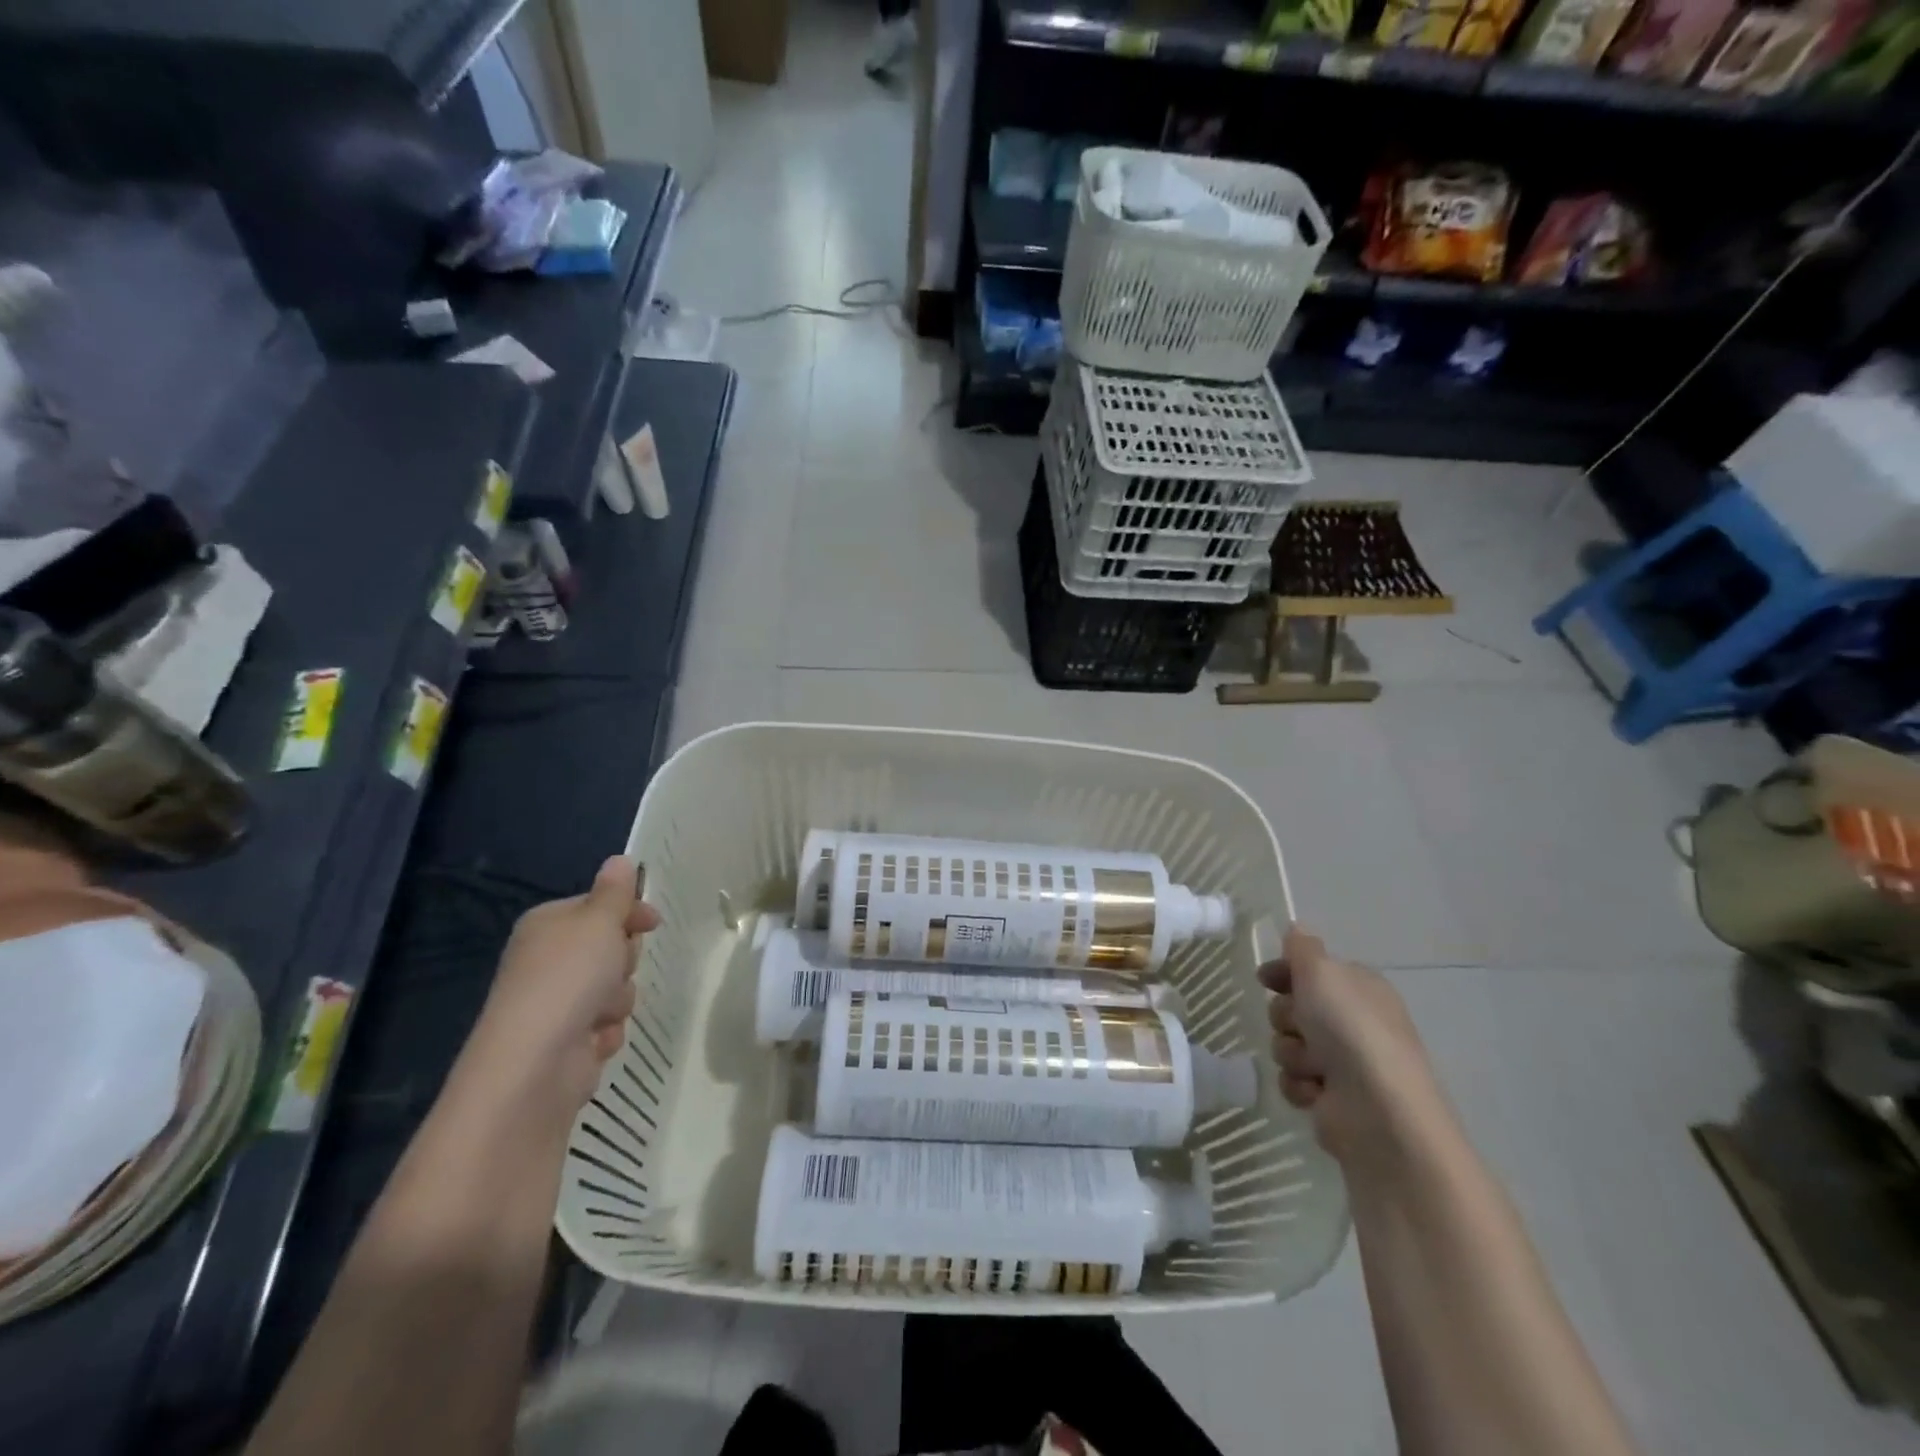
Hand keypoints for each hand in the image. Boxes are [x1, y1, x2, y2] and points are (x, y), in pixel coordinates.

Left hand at [461, 856, 659, 1118]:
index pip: (599, 906)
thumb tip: (620, 859)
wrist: (535, 1066)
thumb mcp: (598, 922)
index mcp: (548, 924)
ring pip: (615, 989)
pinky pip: (607, 1025)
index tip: (652, 923)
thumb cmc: (567, 979)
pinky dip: (607, 1031)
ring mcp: (556, 1003)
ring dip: (618, 999)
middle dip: (623, 960)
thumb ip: (615, 892)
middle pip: (611, 948)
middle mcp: (547, 960)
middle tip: (615, 968)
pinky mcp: (567, 1041)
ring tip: (601, 1012)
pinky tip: (595, 1040)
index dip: (629, 912)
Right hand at [1259, 925, 1445, 1167]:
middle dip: (1286, 1017)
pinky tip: (1315, 1092)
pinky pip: (1292, 1080)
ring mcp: (1344, 1063)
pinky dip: (1298, 1085)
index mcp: (1359, 988)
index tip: (1265, 979)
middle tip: (1300, 1026)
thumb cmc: (1350, 1030)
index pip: (1312, 970)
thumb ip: (1303, 948)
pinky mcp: (1331, 1098)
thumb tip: (1296, 928)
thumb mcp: (1322, 973)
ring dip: (1292, 1053)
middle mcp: (1353, 1022)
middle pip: (1293, 1007)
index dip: (1285, 973)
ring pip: (1288, 1044)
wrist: (1378, 1111)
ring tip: (1314, 1067)